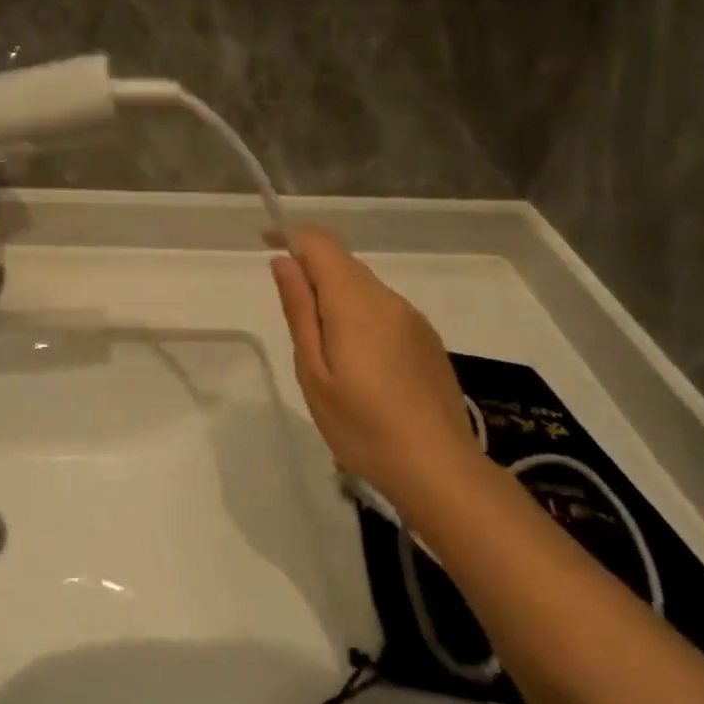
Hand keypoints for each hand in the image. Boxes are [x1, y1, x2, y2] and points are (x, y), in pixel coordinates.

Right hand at [270, 227, 478, 505]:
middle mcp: (387, 298)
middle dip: (311, 271)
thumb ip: (299, 310)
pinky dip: (360, 314)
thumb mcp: (314, 371)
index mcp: (355, 303)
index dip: (291, 235)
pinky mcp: (426, 338)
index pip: (320, 243)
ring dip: (336, 296)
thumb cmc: (362, 425)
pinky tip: (360, 361)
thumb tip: (284, 261)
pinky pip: (383, 309)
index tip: (265, 243)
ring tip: (325, 350)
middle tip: (292, 317)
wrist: (438, 468)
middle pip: (342, 262)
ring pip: (363, 286)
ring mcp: (412, 318)